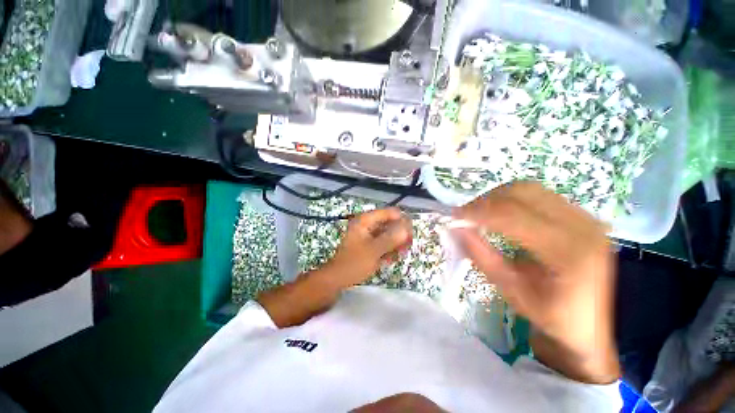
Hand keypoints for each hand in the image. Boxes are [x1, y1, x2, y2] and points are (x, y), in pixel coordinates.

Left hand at [327, 208, 412, 288]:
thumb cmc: (354, 263)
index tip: (411, 232)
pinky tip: (392, 258)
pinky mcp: (369, 244)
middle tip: (407, 245)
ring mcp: (368, 234)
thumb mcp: (374, 250)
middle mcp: (367, 224)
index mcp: (365, 221)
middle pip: (389, 223)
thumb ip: (391, 238)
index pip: (389, 213)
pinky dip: (389, 248)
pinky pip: (383, 242)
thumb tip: (407, 228)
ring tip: (401, 253)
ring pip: (388, 233)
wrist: (338, 278)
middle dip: (400, 233)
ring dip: (396, 242)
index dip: (401, 220)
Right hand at [453, 181, 618, 383]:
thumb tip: (457, 230)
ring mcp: (583, 215)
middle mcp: (579, 224)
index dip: (476, 211)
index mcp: (566, 251)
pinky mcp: (582, 214)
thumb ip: (483, 258)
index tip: (453, 216)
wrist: (607, 320)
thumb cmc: (559, 317)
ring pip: (528, 188)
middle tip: (466, 215)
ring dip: (497, 197)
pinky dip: (512, 199)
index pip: (510, 215)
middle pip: (519, 192)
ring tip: (481, 213)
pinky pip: (539, 194)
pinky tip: (503, 214)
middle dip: (485, 200)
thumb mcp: (515, 293)